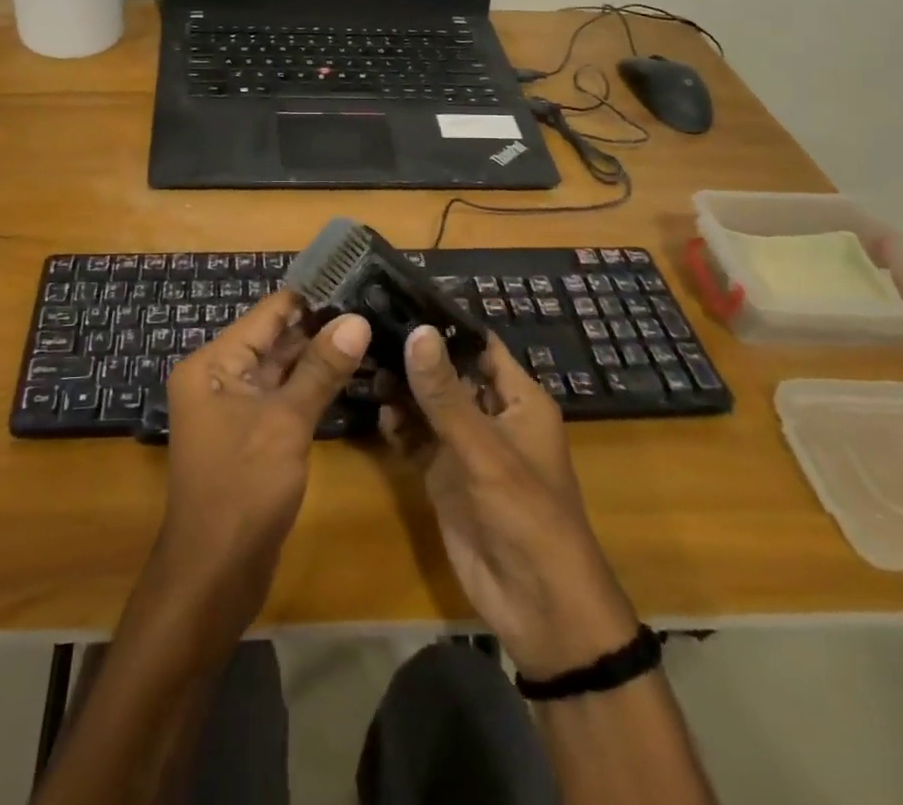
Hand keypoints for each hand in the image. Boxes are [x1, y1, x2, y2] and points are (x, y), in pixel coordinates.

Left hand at [157, 290, 370, 619]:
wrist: (214, 575)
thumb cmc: (243, 489)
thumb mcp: (286, 423)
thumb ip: (321, 369)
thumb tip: (356, 320)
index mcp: (213, 363)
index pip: (267, 313)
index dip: (311, 298)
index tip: (356, 282)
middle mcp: (218, 377)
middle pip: (273, 339)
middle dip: (320, 327)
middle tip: (372, 307)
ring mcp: (233, 407)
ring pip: (281, 369)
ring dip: (318, 356)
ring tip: (370, 332)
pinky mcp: (249, 434)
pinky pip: (282, 397)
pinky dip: (310, 386)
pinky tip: (349, 374)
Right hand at [382, 326, 638, 677]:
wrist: (539, 607)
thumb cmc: (526, 513)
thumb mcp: (484, 449)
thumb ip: (444, 394)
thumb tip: (416, 330)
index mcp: (518, 398)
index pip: (478, 344)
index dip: (444, 321)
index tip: (399, 295)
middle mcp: (490, 414)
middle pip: (447, 371)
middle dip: (412, 353)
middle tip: (366, 326)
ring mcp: (464, 445)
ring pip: (427, 403)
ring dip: (400, 388)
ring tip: (363, 363)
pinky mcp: (443, 474)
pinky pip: (416, 438)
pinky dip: (397, 425)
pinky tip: (376, 413)